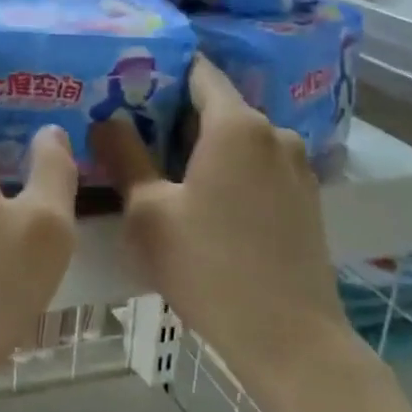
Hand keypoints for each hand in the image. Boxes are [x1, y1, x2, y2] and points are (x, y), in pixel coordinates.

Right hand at [89, 56, 348, 370]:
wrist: (290, 340)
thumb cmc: (208, 267)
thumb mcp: (149, 212)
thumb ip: (124, 156)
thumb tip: (104, 120)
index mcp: (237, 124)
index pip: (199, 72)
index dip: (163, 72)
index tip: (129, 84)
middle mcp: (274, 133)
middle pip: (218, 105)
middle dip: (175, 115)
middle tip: (132, 132)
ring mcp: (297, 166)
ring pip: (239, 138)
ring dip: (204, 146)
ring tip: (163, 169)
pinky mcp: (306, 198)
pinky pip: (259, 165)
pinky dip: (230, 169)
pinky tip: (205, 201)